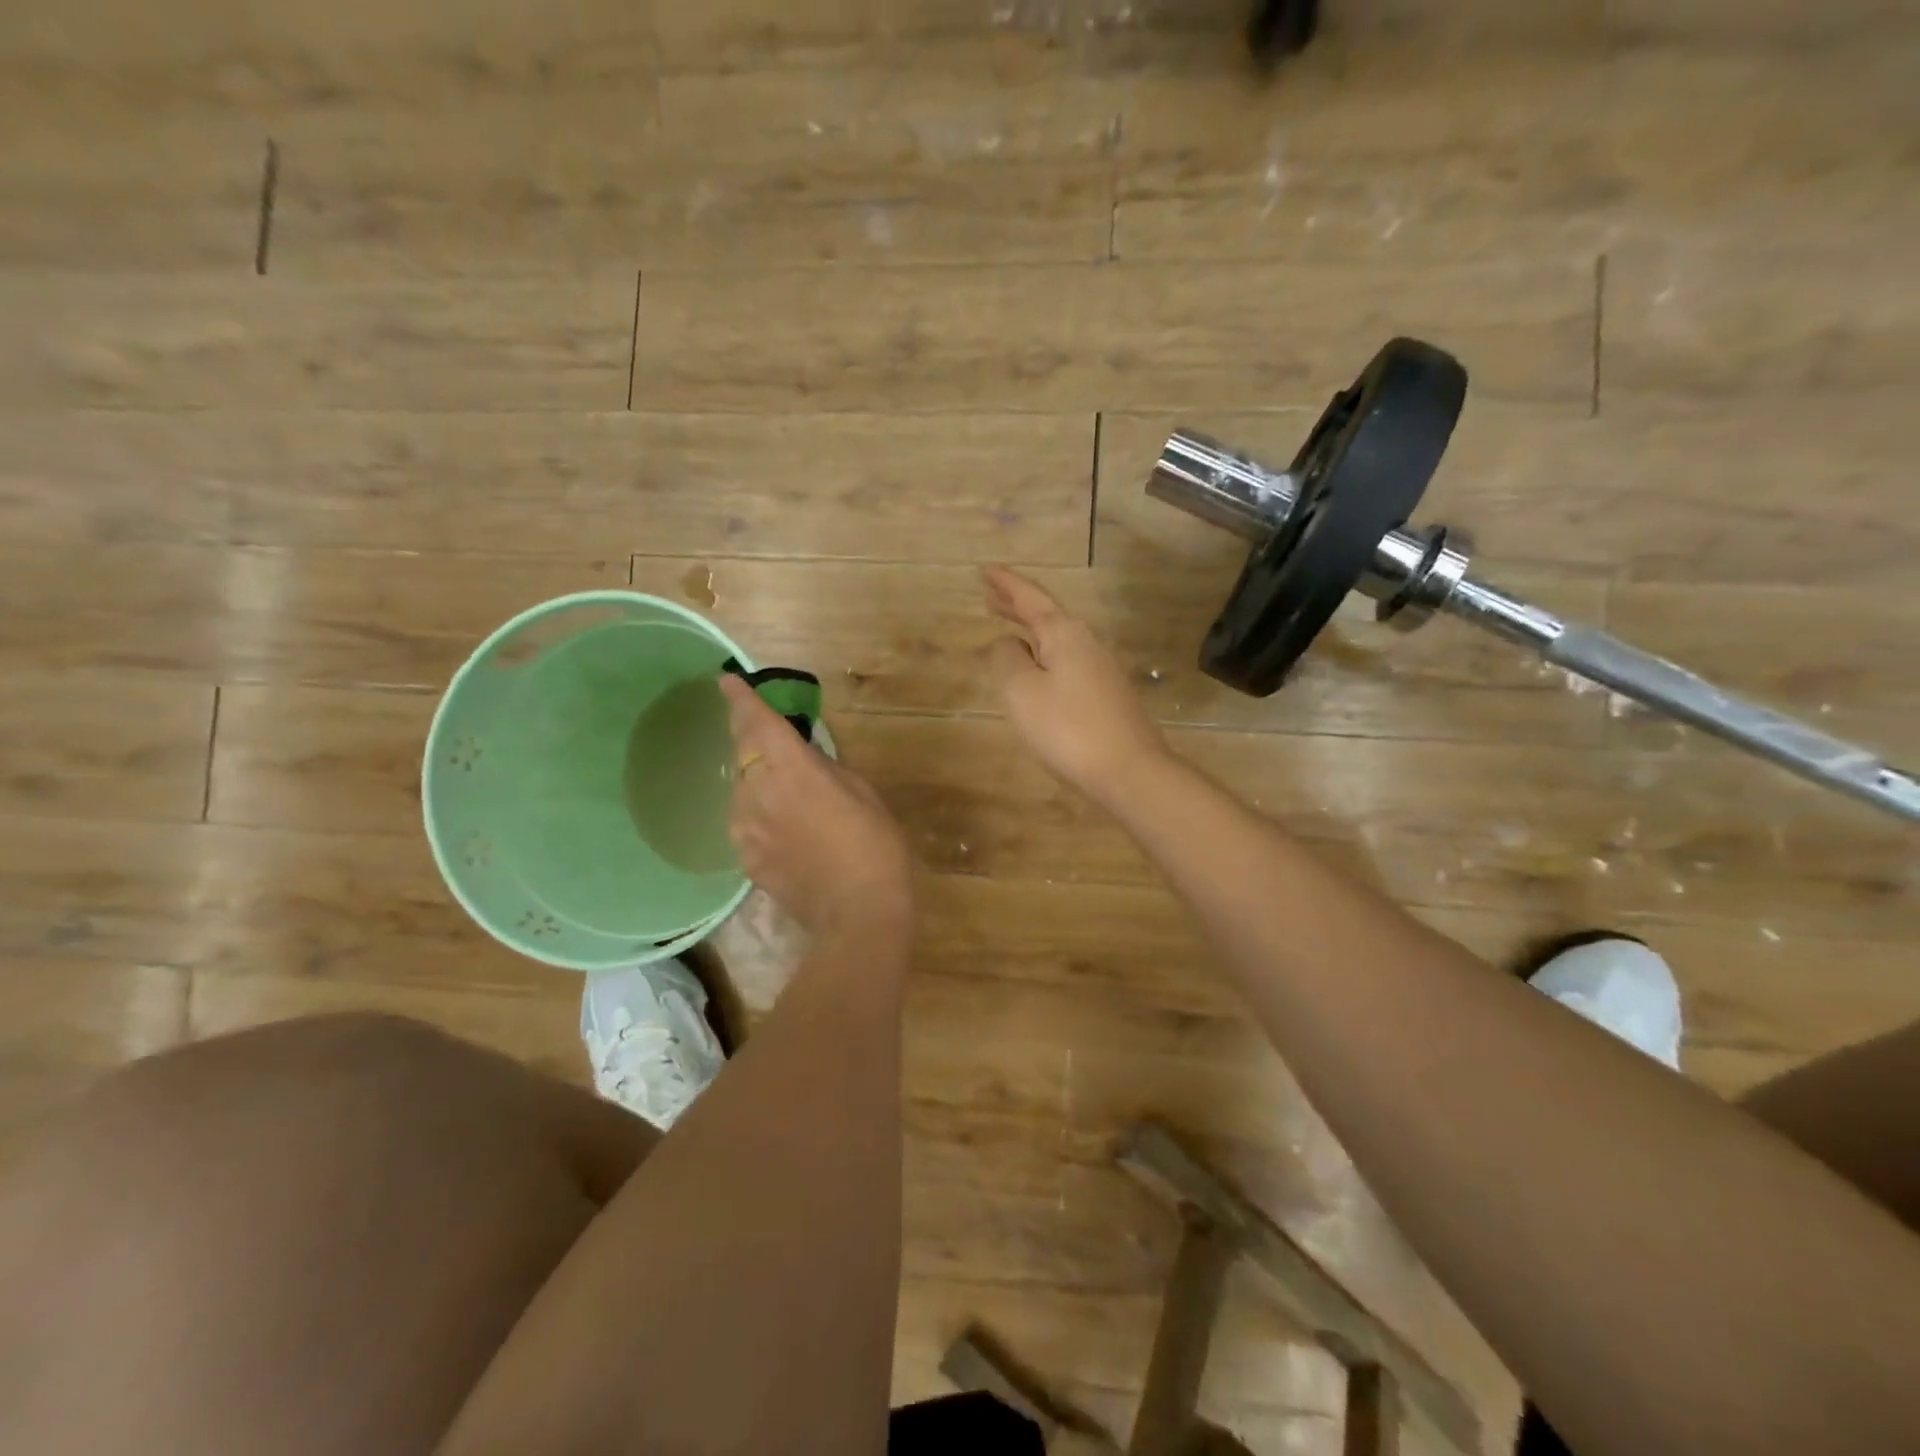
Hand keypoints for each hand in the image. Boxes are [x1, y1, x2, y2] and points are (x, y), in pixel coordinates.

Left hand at [720, 676, 914, 938]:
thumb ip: (825, 768)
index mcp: (790, 768)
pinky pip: (746, 825)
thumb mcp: (861, 791)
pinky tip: (786, 832)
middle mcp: (757, 793)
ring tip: (789, 798)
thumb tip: (804, 759)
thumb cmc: (874, 844)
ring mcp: (746, 830)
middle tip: (774, 743)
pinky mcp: (746, 860)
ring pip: (742, 792)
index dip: (740, 700)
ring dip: (758, 784)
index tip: (726, 682)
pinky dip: (760, 818)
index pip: (756, 723)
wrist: (858, 913)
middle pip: (742, 754)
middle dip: (753, 741)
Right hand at [983, 566, 1169, 801]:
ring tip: (1007, 629)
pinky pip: (1066, 661)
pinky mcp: (1106, 694)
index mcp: (1064, 633)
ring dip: (1030, 631)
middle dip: (1017, 605)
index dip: (1006, 584)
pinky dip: (1044, 654)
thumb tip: (1006, 643)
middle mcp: (1086, 642)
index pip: (1030, 598)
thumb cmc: (1068, 727)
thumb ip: (1006, 659)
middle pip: (1047, 615)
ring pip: (1057, 639)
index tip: (985, 570)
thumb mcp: (1022, 691)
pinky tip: (1036, 670)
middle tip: (990, 596)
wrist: (1129, 769)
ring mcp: (1100, 668)